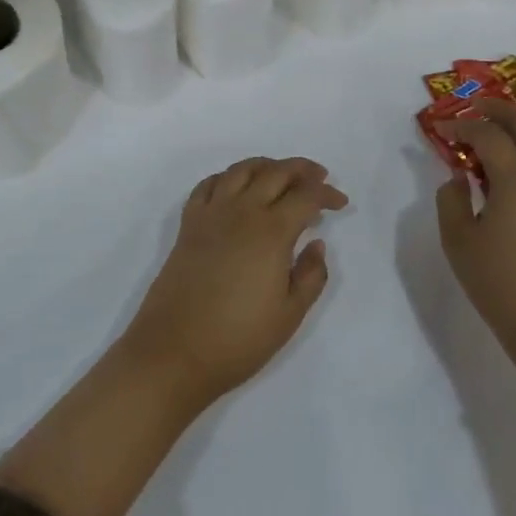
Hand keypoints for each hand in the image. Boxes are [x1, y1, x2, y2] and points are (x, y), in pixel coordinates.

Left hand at [121, 157, 347, 409]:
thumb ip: (311, 275)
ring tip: (282, 174)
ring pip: (241, 170)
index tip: (341, 203)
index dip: (326, 194)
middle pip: (275, 172)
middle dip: (302, 170)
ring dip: (267, 165)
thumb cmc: (238, 338)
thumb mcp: (290, 315)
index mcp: (271, 231)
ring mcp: (211, 213)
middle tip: (319, 177)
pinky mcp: (189, 224)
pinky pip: (209, 184)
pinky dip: (229, 177)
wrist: (174, 350)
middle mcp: (241, 211)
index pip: (305, 196)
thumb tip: (316, 243)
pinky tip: (237, 188)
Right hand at [436, 101, 515, 386]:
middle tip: (475, 108)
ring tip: (510, 124)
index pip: (485, 136)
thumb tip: (459, 177)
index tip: (440, 128)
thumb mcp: (458, 240)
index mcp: (513, 177)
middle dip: (499, 111)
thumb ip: (452, 200)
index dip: (460, 127)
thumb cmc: (498, 282)